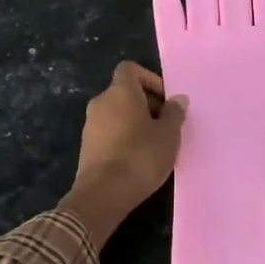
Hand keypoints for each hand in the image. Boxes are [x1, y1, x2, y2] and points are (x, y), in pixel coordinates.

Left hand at [63, 62, 186, 246]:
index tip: (165, 100)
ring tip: (155, 144)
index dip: (150, 79)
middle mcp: (101, 102)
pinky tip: (138, 158)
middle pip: (125, 92)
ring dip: (136, 122)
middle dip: (147, 104)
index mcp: (120, 91)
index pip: (130, 69)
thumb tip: (178, 99)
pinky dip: (123, 137)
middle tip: (166, 125)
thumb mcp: (168, 134)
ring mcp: (90, 124)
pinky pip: (109, 131)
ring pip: (117, 113)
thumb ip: (174, 113)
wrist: (103, 194)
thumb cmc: (140, 156)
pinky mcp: (87, 146)